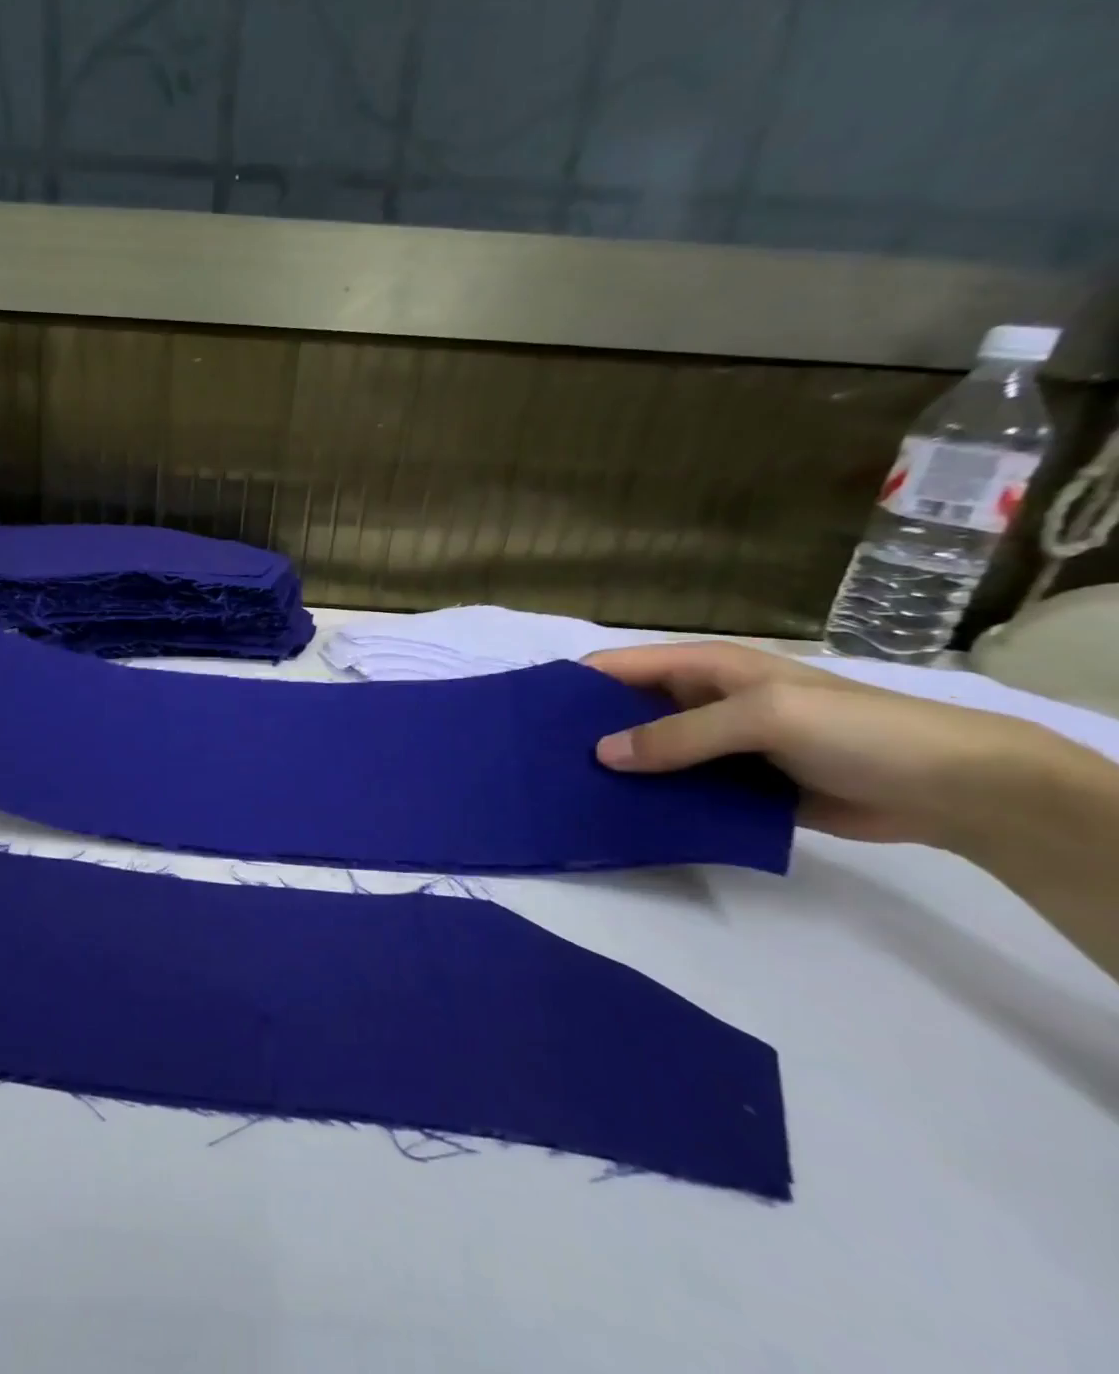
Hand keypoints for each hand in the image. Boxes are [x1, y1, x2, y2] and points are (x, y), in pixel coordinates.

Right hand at [583, 641, 1091, 850]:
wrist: (953, 788)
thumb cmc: (855, 730)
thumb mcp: (762, 718)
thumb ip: (679, 735)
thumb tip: (600, 755)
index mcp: (704, 668)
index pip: (620, 667)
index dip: (574, 683)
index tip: (528, 712)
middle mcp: (700, 701)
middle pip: (625, 710)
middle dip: (586, 729)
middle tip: (538, 759)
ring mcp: (717, 745)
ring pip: (648, 752)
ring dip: (616, 767)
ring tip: (565, 789)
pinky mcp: (733, 784)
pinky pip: (678, 787)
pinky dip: (649, 797)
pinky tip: (617, 814)